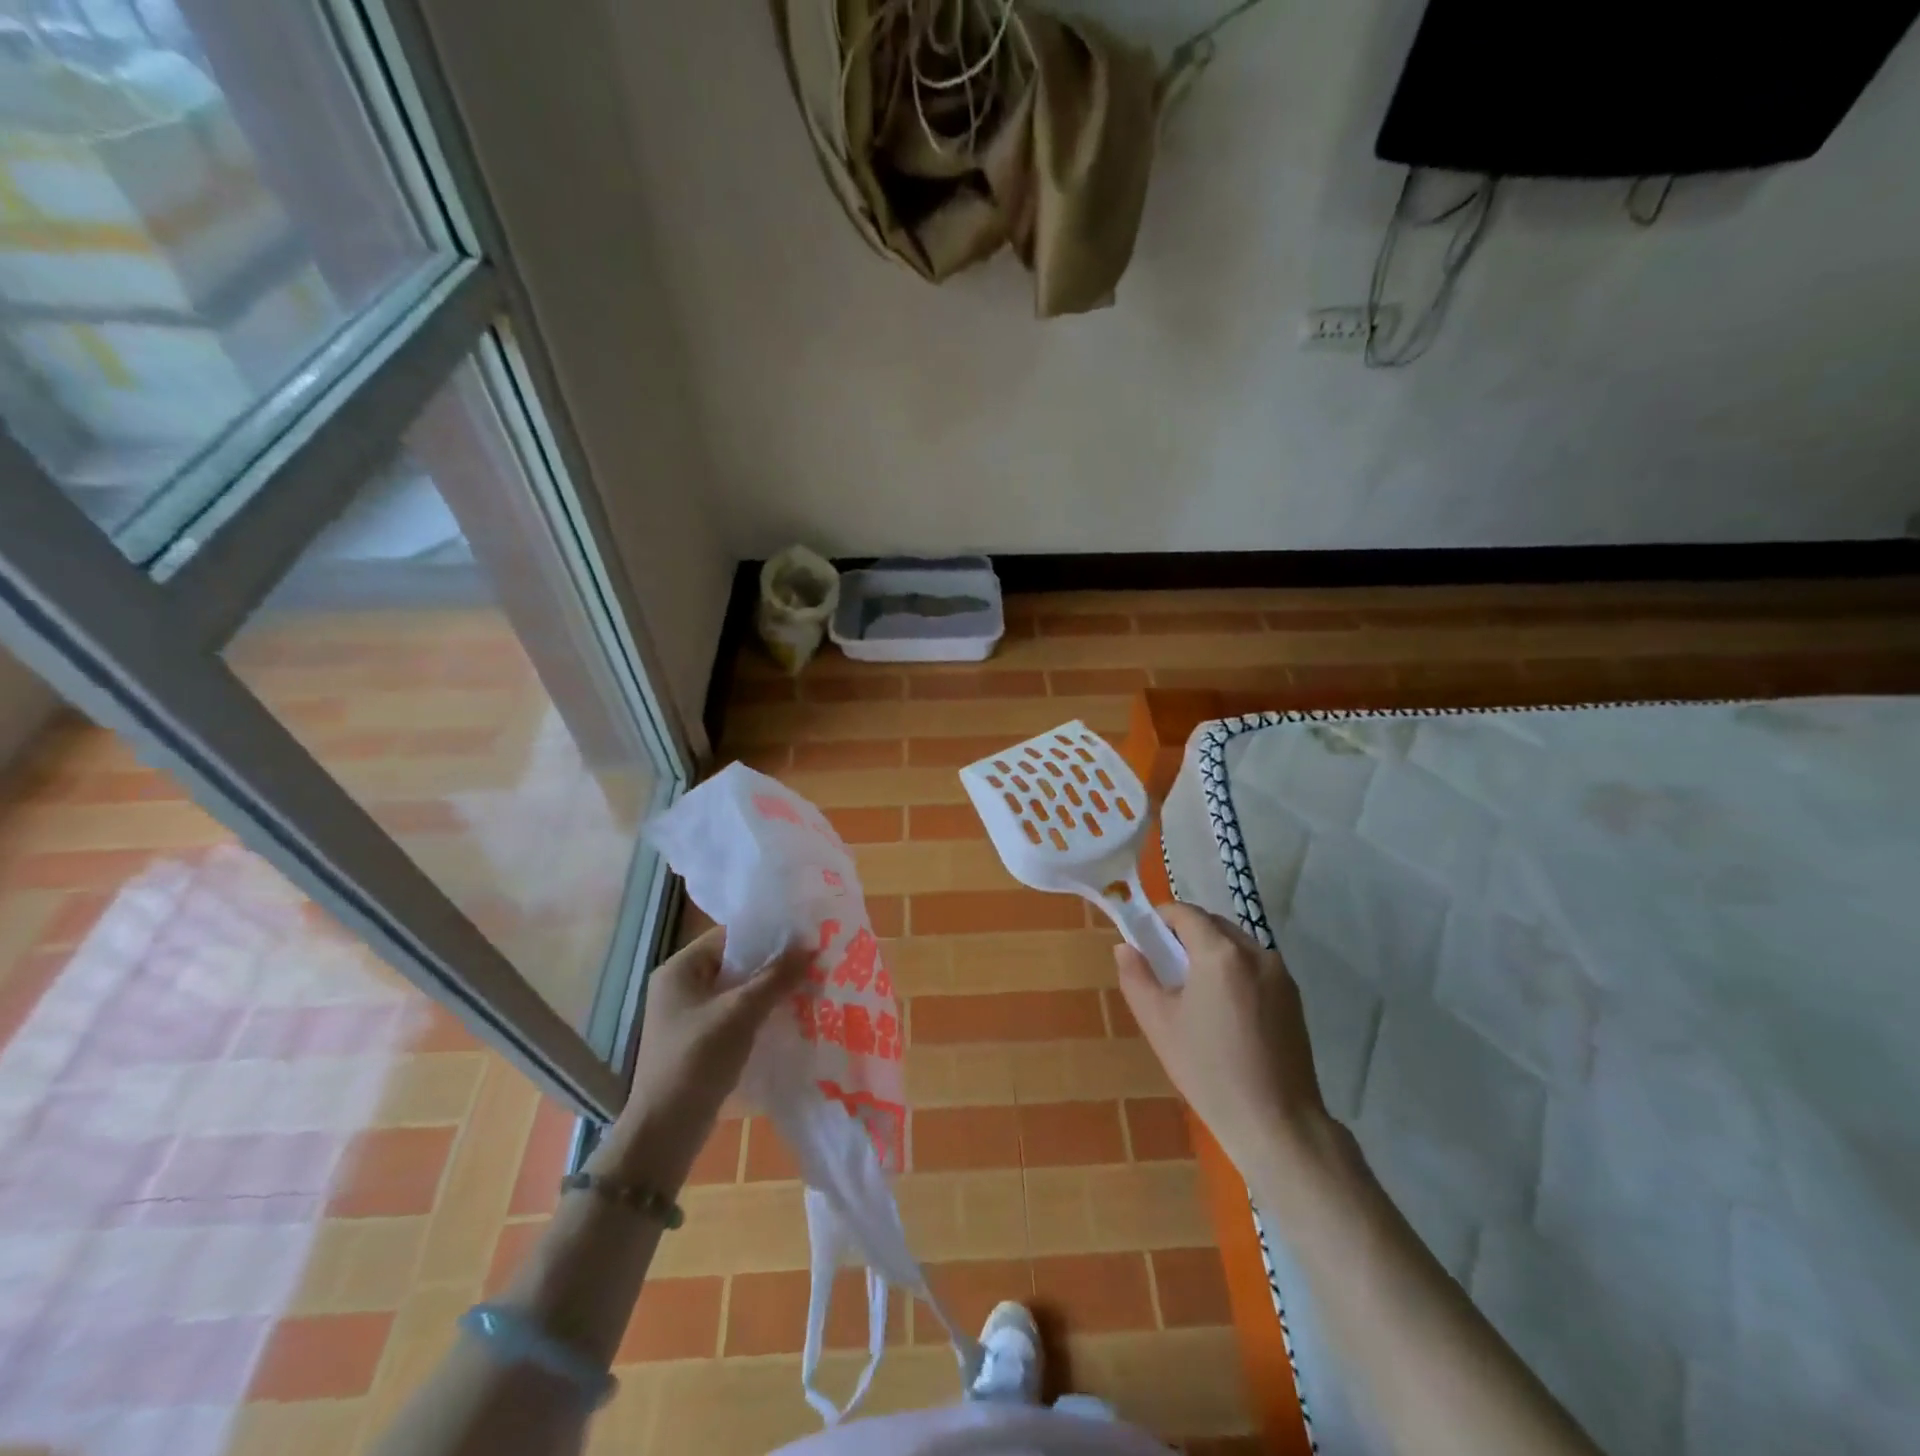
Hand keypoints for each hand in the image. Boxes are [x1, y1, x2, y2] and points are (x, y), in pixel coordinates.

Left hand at [606, 927, 810, 1183]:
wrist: (666, 1130)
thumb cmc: (698, 1058)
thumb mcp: (741, 1012)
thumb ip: (776, 977)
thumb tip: (810, 947)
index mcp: (679, 969)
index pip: (729, 936)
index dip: (766, 934)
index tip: (803, 936)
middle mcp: (679, 987)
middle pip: (734, 963)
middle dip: (771, 964)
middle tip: (811, 961)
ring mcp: (687, 1016)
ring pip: (736, 991)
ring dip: (768, 990)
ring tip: (807, 985)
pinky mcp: (698, 1042)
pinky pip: (734, 1015)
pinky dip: (758, 1013)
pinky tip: (788, 1016)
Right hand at [1115, 903, 1326, 1170]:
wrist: (1277, 1122)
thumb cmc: (1209, 1070)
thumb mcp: (1158, 1023)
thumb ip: (1136, 977)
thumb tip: (1125, 947)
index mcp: (1220, 953)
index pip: (1186, 913)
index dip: (1161, 917)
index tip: (1144, 936)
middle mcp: (1255, 952)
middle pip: (1213, 924)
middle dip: (1186, 933)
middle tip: (1164, 963)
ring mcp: (1279, 973)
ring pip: (1236, 943)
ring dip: (1212, 950)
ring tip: (1194, 988)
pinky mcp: (1294, 996)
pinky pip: (1255, 965)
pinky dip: (1234, 969)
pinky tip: (1224, 1007)